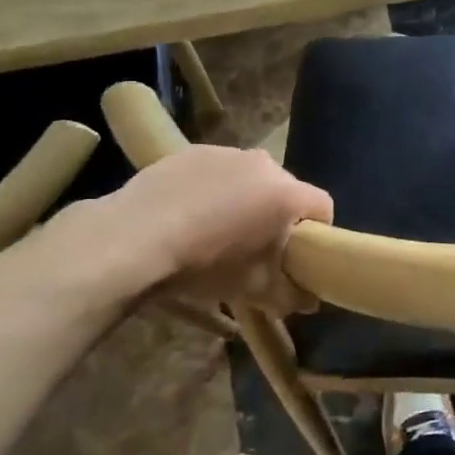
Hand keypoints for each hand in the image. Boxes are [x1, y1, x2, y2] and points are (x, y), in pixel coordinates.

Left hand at [38, 146, 332, 314]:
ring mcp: (226, 153)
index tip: (299, 256)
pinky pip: (217, 171)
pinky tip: (189, 215)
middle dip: (278, 215)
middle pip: (286, 190)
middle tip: (258, 247)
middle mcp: (264, 164)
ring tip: (218, 230)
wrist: (132, 239)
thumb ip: (290, 295)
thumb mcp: (253, 290)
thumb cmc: (204, 265)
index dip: (317, 233)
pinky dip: (213, 189)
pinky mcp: (192, 151)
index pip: (323, 207)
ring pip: (250, 178)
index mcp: (287, 195)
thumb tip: (309, 302)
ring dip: (245, 200)